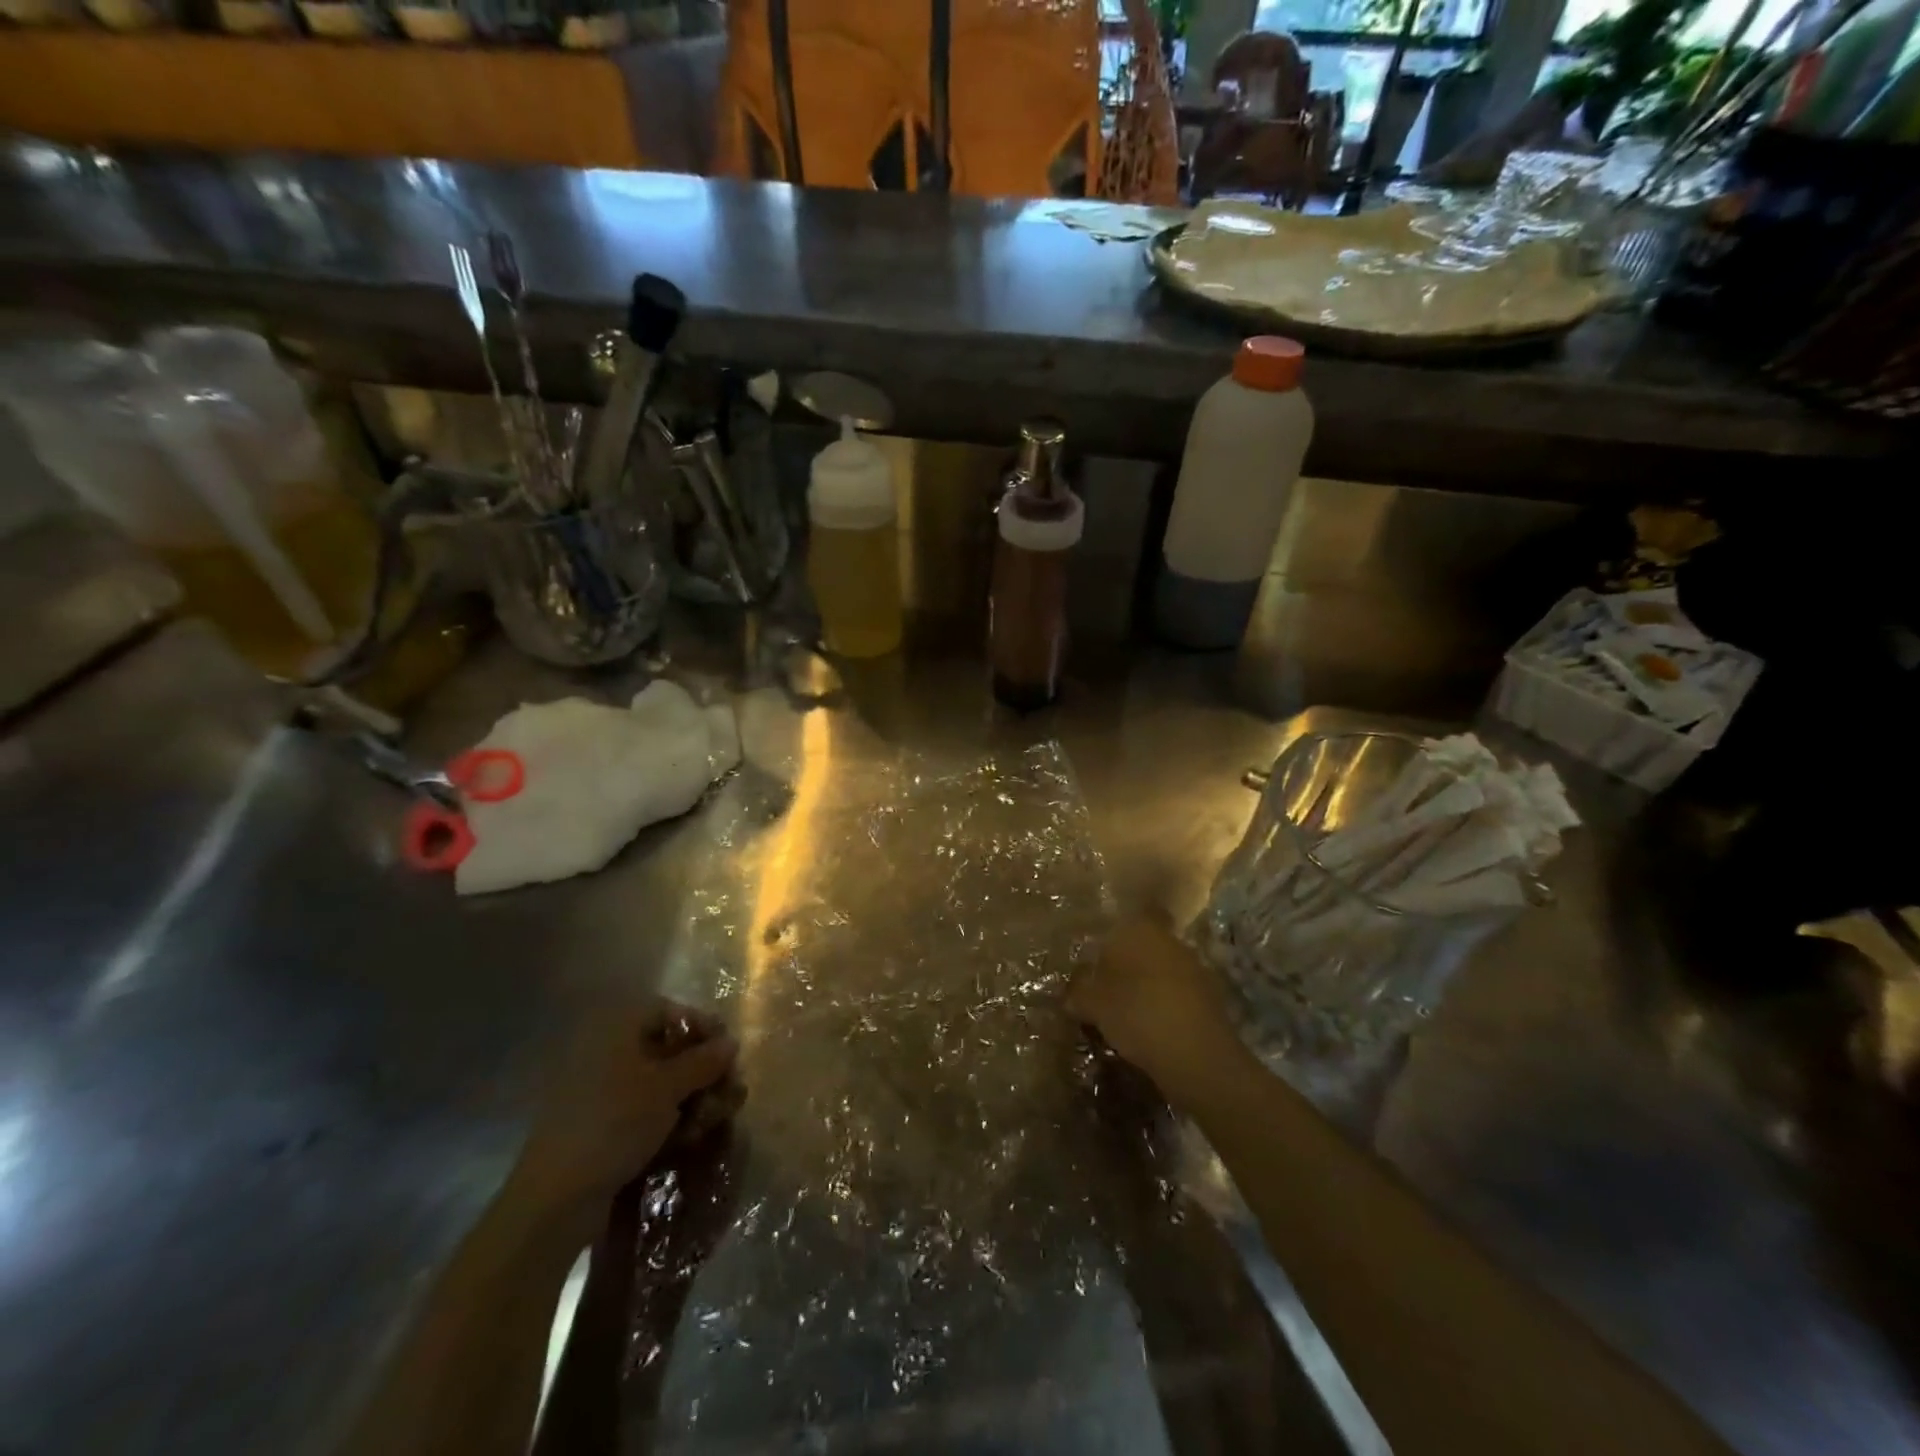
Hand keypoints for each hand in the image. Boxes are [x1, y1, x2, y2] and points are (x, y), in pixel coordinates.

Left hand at [512, 1001, 740, 1221]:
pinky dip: (670, 1118)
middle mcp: (607, 1051)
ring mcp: (602, 1089)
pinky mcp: (601, 1123)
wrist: (555, 1198)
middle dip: (703, 1071)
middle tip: (728, 1094)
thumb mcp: (668, 1088)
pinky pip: (644, 1108)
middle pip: (669, 1048)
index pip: (670, 1012)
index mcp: (617, 1028)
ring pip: (661, 1082)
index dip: (703, 1028)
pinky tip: (688, 1139)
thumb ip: (704, 1061)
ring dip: (692, 1098)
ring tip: (710, 1122)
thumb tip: (731, 1042)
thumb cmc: (615, 1124)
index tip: (728, 1054)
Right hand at [1066, 916, 1248, 1112]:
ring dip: (1147, 986)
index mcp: (1141, 929)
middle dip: (1127, 964)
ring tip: (1124, 1012)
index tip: (1098, 955)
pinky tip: (1150, 1028)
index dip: (1113, 935)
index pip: (1128, 918)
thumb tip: (1070, 991)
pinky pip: (1178, 994)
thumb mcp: (1093, 1004)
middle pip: (1144, 945)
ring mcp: (1195, 968)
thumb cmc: (1137, 1013)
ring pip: (1162, 970)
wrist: (1197, 1055)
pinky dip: (1164, 1006)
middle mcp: (1171, 940)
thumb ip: (1078, 991)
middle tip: (1104, 987)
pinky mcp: (1210, 998)